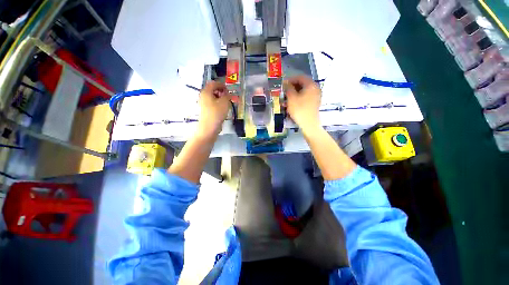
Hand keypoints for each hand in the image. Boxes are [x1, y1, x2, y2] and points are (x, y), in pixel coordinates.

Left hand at [197, 81, 230, 137]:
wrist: (209, 127)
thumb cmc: (216, 113)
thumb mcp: (224, 102)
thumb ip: (227, 95)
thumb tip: (227, 93)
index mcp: (206, 92)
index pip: (213, 83)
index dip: (222, 85)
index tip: (228, 90)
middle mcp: (203, 96)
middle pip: (212, 90)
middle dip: (221, 91)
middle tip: (228, 96)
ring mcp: (203, 103)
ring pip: (212, 97)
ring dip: (220, 98)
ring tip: (226, 103)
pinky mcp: (205, 110)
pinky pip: (212, 103)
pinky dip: (217, 103)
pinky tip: (222, 109)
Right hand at [285, 76, 321, 133]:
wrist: (309, 124)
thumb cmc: (299, 110)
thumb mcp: (291, 98)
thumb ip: (288, 88)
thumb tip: (286, 83)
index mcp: (311, 85)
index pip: (300, 77)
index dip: (290, 79)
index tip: (283, 84)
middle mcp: (315, 88)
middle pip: (302, 84)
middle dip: (291, 88)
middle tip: (284, 92)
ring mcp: (316, 96)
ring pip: (303, 92)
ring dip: (293, 94)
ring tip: (285, 100)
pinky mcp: (314, 103)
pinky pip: (305, 98)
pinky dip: (298, 99)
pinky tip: (291, 104)